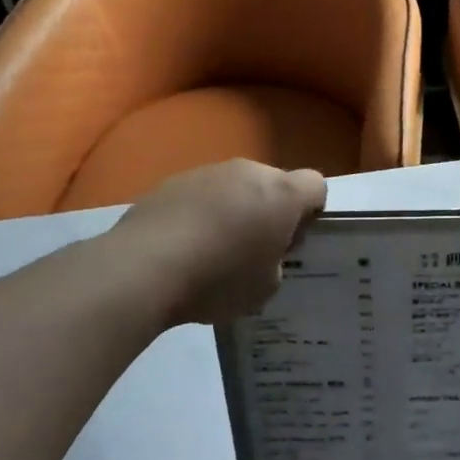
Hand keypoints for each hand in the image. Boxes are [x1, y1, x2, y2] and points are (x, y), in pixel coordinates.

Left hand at [110, 160, 326, 323]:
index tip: (292, 241)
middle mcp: (248, 171)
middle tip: (254, 250)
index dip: (311, 212)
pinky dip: (199, 214)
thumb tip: (265, 253)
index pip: (316, 185)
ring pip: (234, 187)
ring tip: (211, 251)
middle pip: (273, 183)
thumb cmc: (218, 279)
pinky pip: (200, 195)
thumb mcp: (265, 288)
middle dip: (269, 210)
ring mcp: (207, 172)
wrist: (143, 268)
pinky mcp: (171, 181)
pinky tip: (182, 247)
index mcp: (282, 194)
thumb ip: (277, 263)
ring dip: (233, 210)